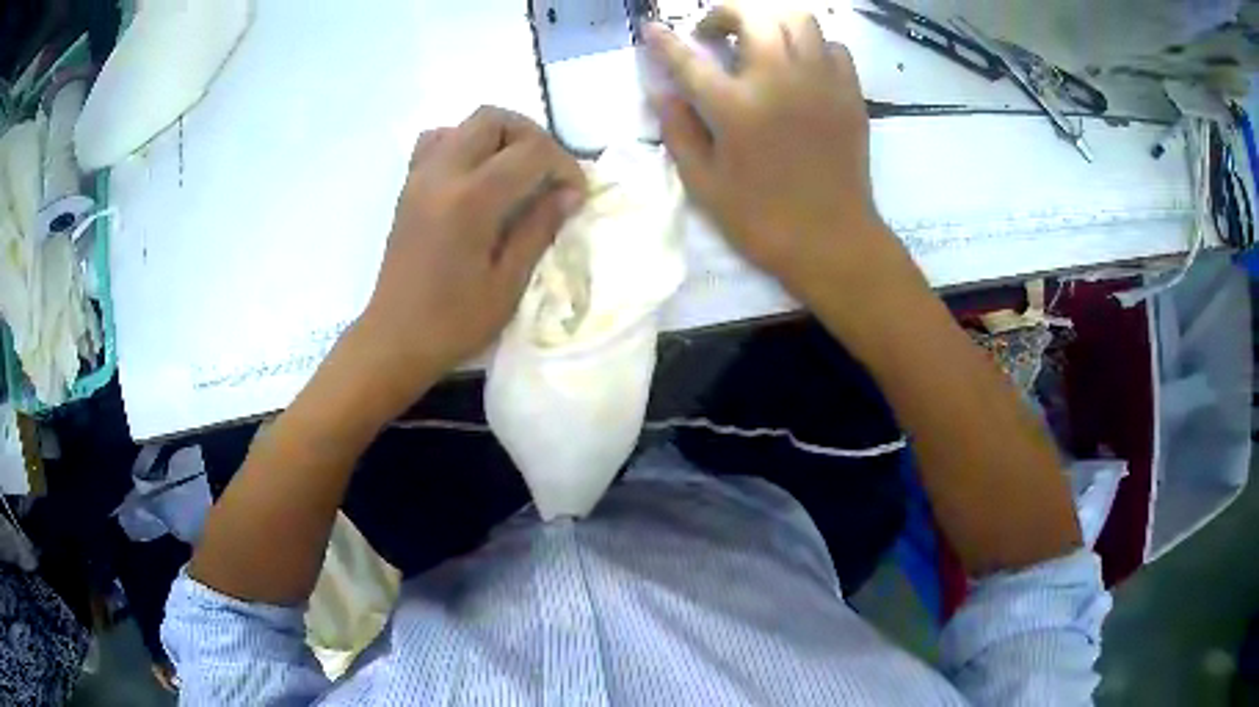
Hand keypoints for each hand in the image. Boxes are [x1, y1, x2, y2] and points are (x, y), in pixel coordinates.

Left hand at [356, 106, 585, 395]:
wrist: (394, 338)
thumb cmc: (454, 321)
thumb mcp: (508, 282)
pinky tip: (476, 175)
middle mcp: (442, 174)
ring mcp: (420, 176)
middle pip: (493, 119)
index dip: (563, 165)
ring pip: (464, 124)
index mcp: (470, 200)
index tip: (575, 194)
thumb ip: (539, 227)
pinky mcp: (408, 186)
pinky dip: (464, 144)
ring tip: (514, 170)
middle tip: (547, 172)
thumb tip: (570, 192)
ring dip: (498, 136)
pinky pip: (437, 141)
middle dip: (531, 136)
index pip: (530, 151)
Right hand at [645, 7, 912, 305]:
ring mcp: (821, 83)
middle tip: (715, 34)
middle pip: (753, 15)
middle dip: (725, 13)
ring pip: (800, 19)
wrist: (833, 242)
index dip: (665, 41)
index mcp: (736, 107)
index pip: (690, 59)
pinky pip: (833, 47)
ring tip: (760, 43)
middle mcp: (780, 80)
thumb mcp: (704, 184)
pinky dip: (812, 47)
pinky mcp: (850, 94)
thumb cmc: (762, 220)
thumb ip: (678, 131)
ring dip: (771, 22)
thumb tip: (663, 92)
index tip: (652, 29)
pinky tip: (801, 67)